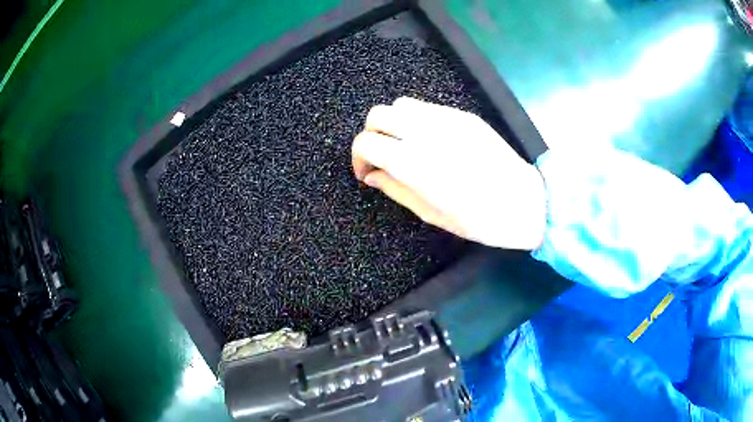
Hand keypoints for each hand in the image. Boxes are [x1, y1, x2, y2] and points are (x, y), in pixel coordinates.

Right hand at [352, 96, 546, 249]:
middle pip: (378, 114)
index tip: (367, 172)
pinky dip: (417, 120)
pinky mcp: (464, 116)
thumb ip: (395, 189)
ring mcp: (447, 119)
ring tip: (405, 145)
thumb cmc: (478, 219)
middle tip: (382, 156)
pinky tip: (430, 140)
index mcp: (414, 162)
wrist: (524, 202)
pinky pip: (428, 107)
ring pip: (401, 104)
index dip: (359, 157)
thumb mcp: (430, 213)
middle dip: (372, 135)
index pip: (366, 142)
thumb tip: (372, 176)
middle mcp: (426, 132)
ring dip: (394, 123)